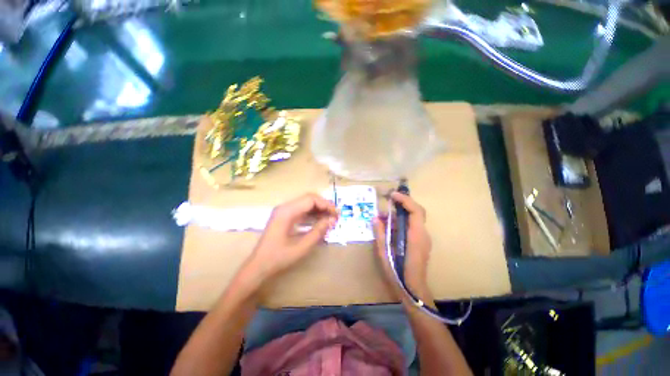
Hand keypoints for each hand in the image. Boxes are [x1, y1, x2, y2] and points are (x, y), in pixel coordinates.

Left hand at [246, 193, 337, 281]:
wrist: (258, 266)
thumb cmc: (278, 258)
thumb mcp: (301, 247)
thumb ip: (318, 231)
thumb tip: (332, 220)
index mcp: (287, 212)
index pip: (311, 199)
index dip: (326, 204)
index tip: (336, 214)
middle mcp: (285, 207)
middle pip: (309, 198)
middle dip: (324, 205)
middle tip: (335, 215)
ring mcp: (284, 211)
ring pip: (306, 203)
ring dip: (319, 209)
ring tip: (330, 218)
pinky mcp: (285, 216)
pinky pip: (302, 210)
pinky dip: (312, 213)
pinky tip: (320, 221)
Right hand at [373, 192, 432, 299]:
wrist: (413, 290)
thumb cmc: (398, 273)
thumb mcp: (384, 253)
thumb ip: (380, 234)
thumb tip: (375, 218)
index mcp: (416, 236)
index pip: (416, 211)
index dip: (405, 200)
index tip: (392, 195)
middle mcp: (423, 235)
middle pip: (417, 211)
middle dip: (404, 203)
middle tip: (390, 200)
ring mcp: (424, 239)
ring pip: (415, 218)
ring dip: (401, 213)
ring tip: (384, 217)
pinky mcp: (421, 242)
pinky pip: (413, 226)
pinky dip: (402, 221)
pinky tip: (390, 227)